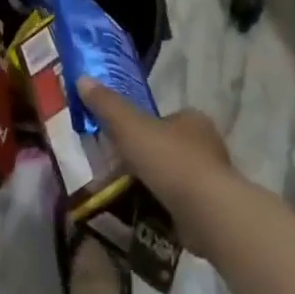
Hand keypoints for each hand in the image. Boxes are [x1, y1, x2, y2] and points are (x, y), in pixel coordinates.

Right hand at [78, 80, 236, 230]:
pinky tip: (146, 215)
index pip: (164, 118)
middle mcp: (207, 145)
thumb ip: (107, 105)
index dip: (142, 128)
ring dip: (154, 185)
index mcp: (192, 120)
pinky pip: (181, 203)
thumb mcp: (131, 127)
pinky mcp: (212, 209)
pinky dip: (164, 207)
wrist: (207, 212)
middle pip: (168, 147)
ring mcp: (212, 179)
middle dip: (146, 159)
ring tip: (127, 196)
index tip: (121, 143)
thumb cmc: (170, 160)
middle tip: (119, 172)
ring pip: (175, 177)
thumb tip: (82, 78)